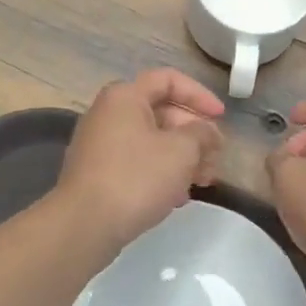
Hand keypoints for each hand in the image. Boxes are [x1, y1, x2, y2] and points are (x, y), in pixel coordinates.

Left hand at [55, 69, 224, 251]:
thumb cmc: (137, 177)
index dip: (200, 95)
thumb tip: (207, 132)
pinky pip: (138, 162)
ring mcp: (100, 145)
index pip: (168, 80)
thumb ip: (202, 133)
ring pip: (152, 141)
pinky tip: (178, 196)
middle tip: (215, 157)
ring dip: (183, 157)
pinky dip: (162, 172)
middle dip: (195, 134)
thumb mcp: (182, 150)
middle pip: (162, 112)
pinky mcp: (98, 174)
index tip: (221, 117)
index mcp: (125, 97)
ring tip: (204, 181)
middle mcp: (108, 114)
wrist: (85, 225)